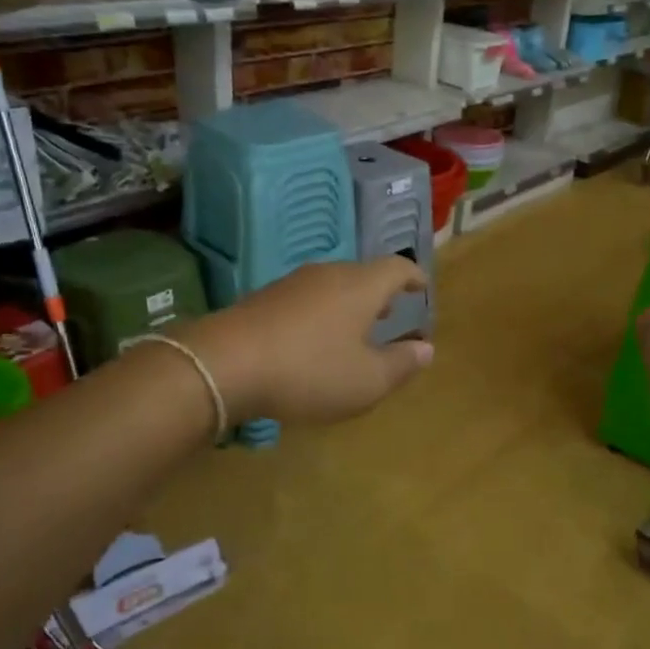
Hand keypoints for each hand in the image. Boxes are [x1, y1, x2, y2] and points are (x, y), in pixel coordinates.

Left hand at [185, 257, 433, 424]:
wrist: (223, 364)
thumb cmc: (309, 371)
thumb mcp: (366, 380)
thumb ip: (401, 364)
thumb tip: (426, 348)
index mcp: (360, 286)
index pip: (397, 267)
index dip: (414, 277)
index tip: (423, 287)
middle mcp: (328, 274)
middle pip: (363, 274)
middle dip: (381, 293)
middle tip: (392, 312)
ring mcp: (292, 284)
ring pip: (333, 285)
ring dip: (350, 303)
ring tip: (356, 327)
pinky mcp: (264, 299)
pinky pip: (306, 299)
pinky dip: (322, 313)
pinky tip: (314, 339)